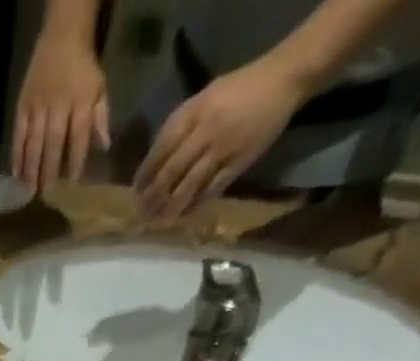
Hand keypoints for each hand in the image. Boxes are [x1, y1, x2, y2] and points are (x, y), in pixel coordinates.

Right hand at [13, 30, 109, 192]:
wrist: (62, 38)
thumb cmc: (83, 70)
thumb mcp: (99, 89)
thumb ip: (100, 118)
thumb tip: (104, 147)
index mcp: (80, 102)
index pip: (79, 135)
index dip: (76, 159)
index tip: (72, 181)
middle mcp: (58, 105)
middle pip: (53, 142)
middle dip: (49, 168)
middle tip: (45, 192)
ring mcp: (38, 106)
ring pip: (33, 141)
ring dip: (30, 167)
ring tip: (28, 190)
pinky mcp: (23, 106)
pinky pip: (18, 133)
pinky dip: (16, 154)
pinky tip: (16, 173)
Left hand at [135, 58, 303, 217]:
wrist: (283, 80)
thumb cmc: (239, 89)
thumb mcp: (205, 97)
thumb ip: (181, 125)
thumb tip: (156, 160)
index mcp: (194, 112)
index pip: (161, 149)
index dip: (145, 174)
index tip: (136, 191)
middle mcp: (205, 131)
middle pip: (170, 172)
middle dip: (153, 196)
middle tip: (142, 213)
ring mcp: (222, 149)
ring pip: (188, 186)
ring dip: (170, 207)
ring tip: (158, 220)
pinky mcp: (238, 163)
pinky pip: (211, 190)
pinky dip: (195, 205)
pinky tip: (184, 214)